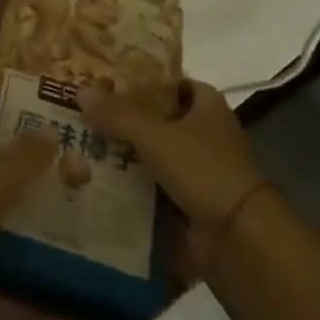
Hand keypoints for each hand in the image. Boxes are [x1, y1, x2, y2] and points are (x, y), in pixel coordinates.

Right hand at [79, 79, 266, 231]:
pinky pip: (152, 186)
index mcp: (208, 107)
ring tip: (81, 144)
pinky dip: (130, 184)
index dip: (143, 80)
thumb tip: (79, 90)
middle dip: (125, 119)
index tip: (108, 81)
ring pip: (152, 154)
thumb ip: (117, 114)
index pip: (173, 83)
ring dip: (124, 153)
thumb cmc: (204, 170)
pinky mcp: (189, 203)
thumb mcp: (155, 135)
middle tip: (85, 113)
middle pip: (158, 119)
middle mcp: (206, 134)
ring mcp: (198, 171)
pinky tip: (98, 179)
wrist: (239, 240)